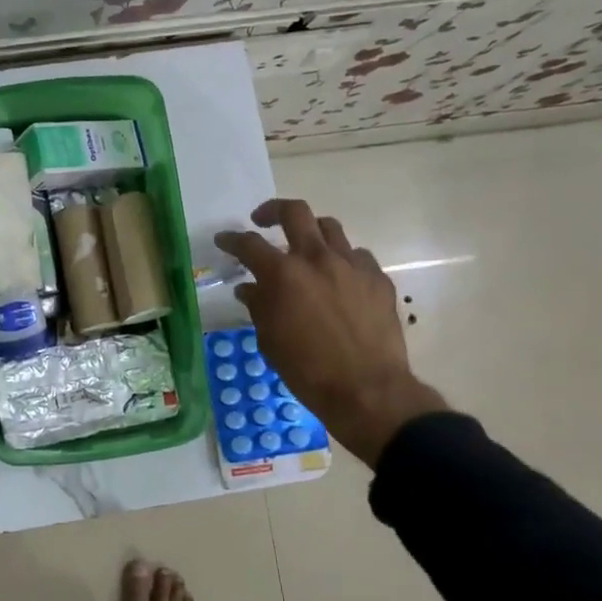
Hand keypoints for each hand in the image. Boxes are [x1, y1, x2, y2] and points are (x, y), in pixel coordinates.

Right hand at [216, 200, 446, 466]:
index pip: (249, 244)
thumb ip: (258, 305)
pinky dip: (342, 260)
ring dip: (311, 232)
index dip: (232, 239)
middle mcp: (317, 259)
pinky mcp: (378, 278)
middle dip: (273, 210)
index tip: (223, 240)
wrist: (368, 390)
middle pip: (295, 212)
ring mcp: (352, 265)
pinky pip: (357, 255)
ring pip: (330, 227)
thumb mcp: (270, 339)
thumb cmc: (307, 370)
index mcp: (283, 274)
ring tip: (304, 247)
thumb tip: (249, 288)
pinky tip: (338, 278)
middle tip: (262, 221)